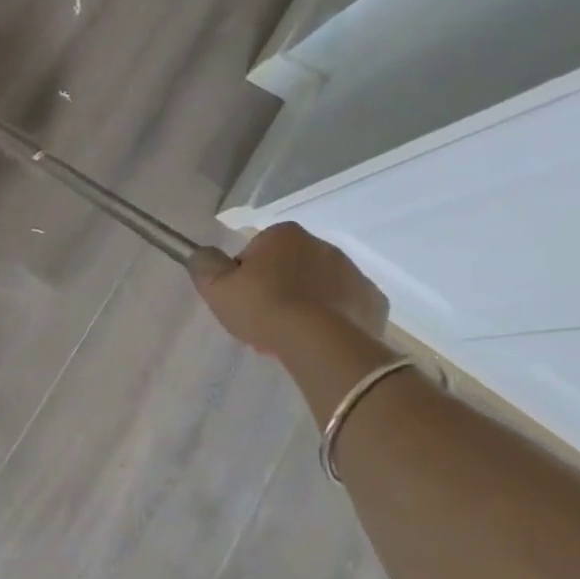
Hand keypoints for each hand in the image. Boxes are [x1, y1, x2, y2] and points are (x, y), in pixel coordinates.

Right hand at [192, 221, 387, 353]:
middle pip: (291, 265)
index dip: (246, 275)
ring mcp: (354, 273)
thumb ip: (205, 264)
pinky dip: (336, 318)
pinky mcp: (375, 302)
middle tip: (267, 317)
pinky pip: (347, 306)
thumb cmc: (265, 307)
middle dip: (280, 286)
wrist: (322, 344)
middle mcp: (323, 245)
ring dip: (308, 301)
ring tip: (294, 333)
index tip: (244, 298)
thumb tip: (204, 255)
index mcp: (285, 234)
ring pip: (321, 285)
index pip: (257, 249)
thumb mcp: (216, 287)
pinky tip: (322, 337)